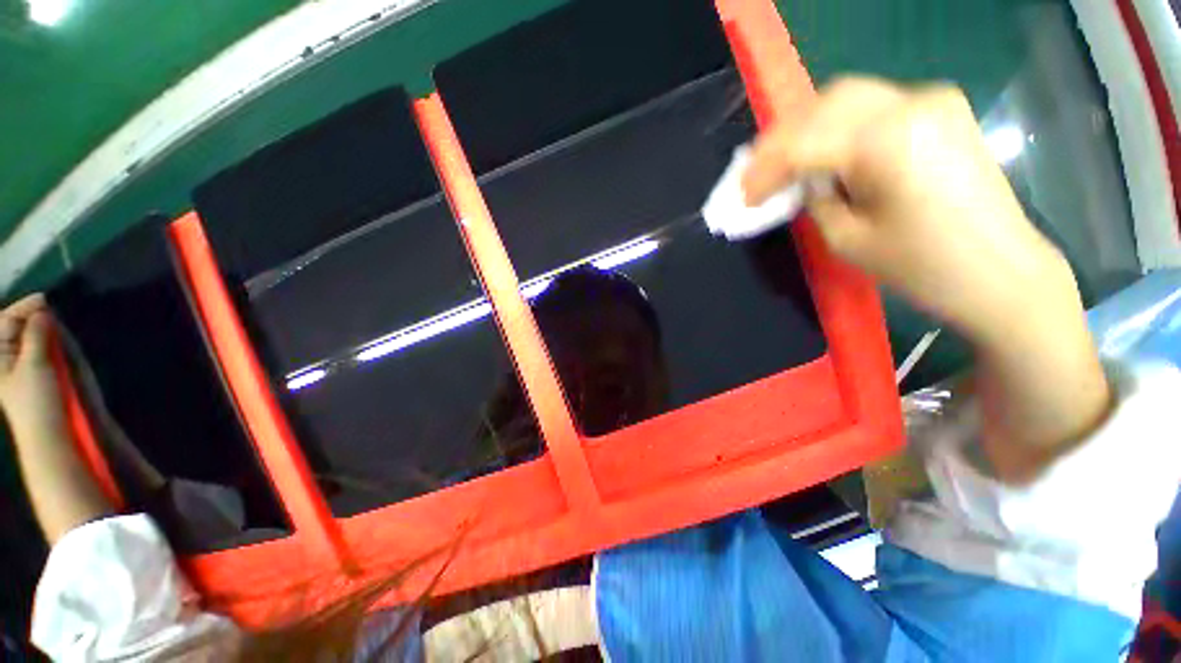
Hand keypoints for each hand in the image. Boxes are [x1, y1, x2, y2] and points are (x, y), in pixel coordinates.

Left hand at [0, 294, 64, 435]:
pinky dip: (50, 341)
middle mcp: (7, 358)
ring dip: (42, 328)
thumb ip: (37, 334)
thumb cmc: (36, 400)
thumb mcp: (34, 364)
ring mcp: (24, 368)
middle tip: (50, 309)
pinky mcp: (40, 375)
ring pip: (31, 338)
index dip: (24, 307)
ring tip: (54, 322)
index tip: (45, 298)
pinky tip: (58, 339)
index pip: (7, 320)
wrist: (50, 435)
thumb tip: (43, 309)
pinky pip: (42, 350)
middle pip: (17, 327)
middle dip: (32, 317)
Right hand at [742, 77, 1075, 347]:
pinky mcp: (940, 109)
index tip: (743, 198)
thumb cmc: (922, 266)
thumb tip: (800, 181)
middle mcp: (910, 104)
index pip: (803, 144)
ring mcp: (931, 100)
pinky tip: (823, 150)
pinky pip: (873, 105)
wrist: (999, 271)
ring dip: (807, 127)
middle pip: (824, 104)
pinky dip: (838, 125)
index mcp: (886, 142)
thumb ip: (815, 200)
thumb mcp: (846, 240)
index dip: (764, 171)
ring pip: (847, 97)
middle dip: (780, 139)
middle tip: (755, 172)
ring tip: (783, 161)